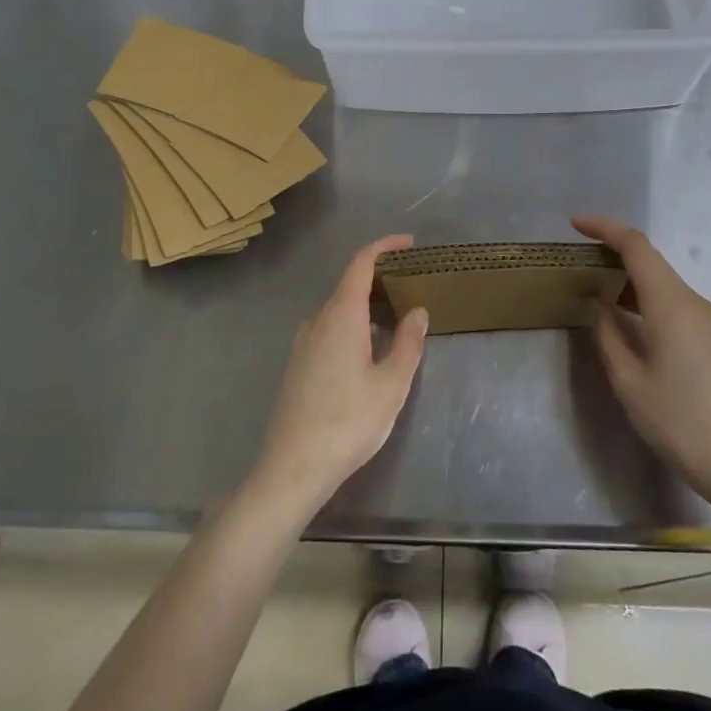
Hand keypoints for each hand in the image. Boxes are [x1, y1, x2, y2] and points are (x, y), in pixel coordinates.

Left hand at [249, 235, 429, 517]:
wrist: (293, 467)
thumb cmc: (349, 422)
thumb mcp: (392, 384)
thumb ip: (407, 343)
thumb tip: (417, 312)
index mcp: (341, 314)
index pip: (361, 262)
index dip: (384, 246)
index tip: (408, 243)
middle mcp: (318, 319)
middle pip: (348, 284)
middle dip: (379, 276)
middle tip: (410, 283)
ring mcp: (303, 342)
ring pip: (337, 308)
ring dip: (365, 303)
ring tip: (394, 315)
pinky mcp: (297, 364)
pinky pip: (328, 328)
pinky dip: (351, 323)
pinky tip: (367, 348)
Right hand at [574, 216, 710, 508]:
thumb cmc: (679, 423)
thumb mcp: (629, 382)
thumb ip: (607, 334)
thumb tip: (597, 302)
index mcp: (672, 306)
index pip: (636, 247)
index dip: (605, 229)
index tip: (575, 224)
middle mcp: (693, 302)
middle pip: (650, 259)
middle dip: (613, 249)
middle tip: (577, 258)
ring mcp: (706, 319)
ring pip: (661, 279)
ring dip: (628, 274)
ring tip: (593, 283)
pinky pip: (672, 299)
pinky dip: (643, 294)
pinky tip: (624, 312)